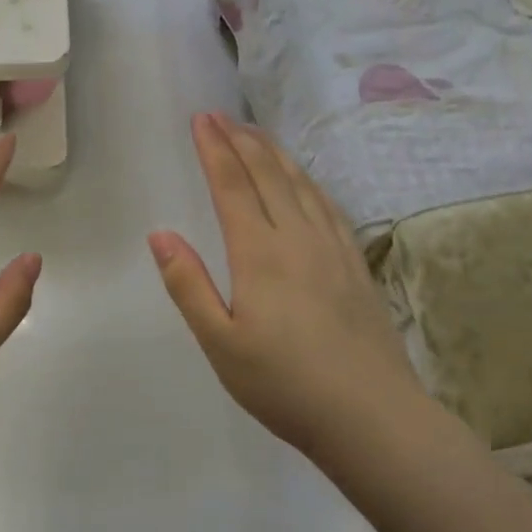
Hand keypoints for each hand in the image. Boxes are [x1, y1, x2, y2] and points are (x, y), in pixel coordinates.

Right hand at [149, 113, 421, 459]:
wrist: (372, 416)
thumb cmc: (284, 385)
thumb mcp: (220, 343)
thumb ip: (188, 285)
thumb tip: (160, 234)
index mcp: (259, 254)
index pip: (232, 186)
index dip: (214, 149)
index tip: (200, 119)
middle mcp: (297, 237)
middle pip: (267, 174)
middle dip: (241, 140)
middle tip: (221, 115)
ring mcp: (333, 248)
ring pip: (301, 184)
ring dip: (274, 153)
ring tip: (256, 133)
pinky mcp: (355, 264)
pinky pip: (329, 205)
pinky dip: (309, 181)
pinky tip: (305, 180)